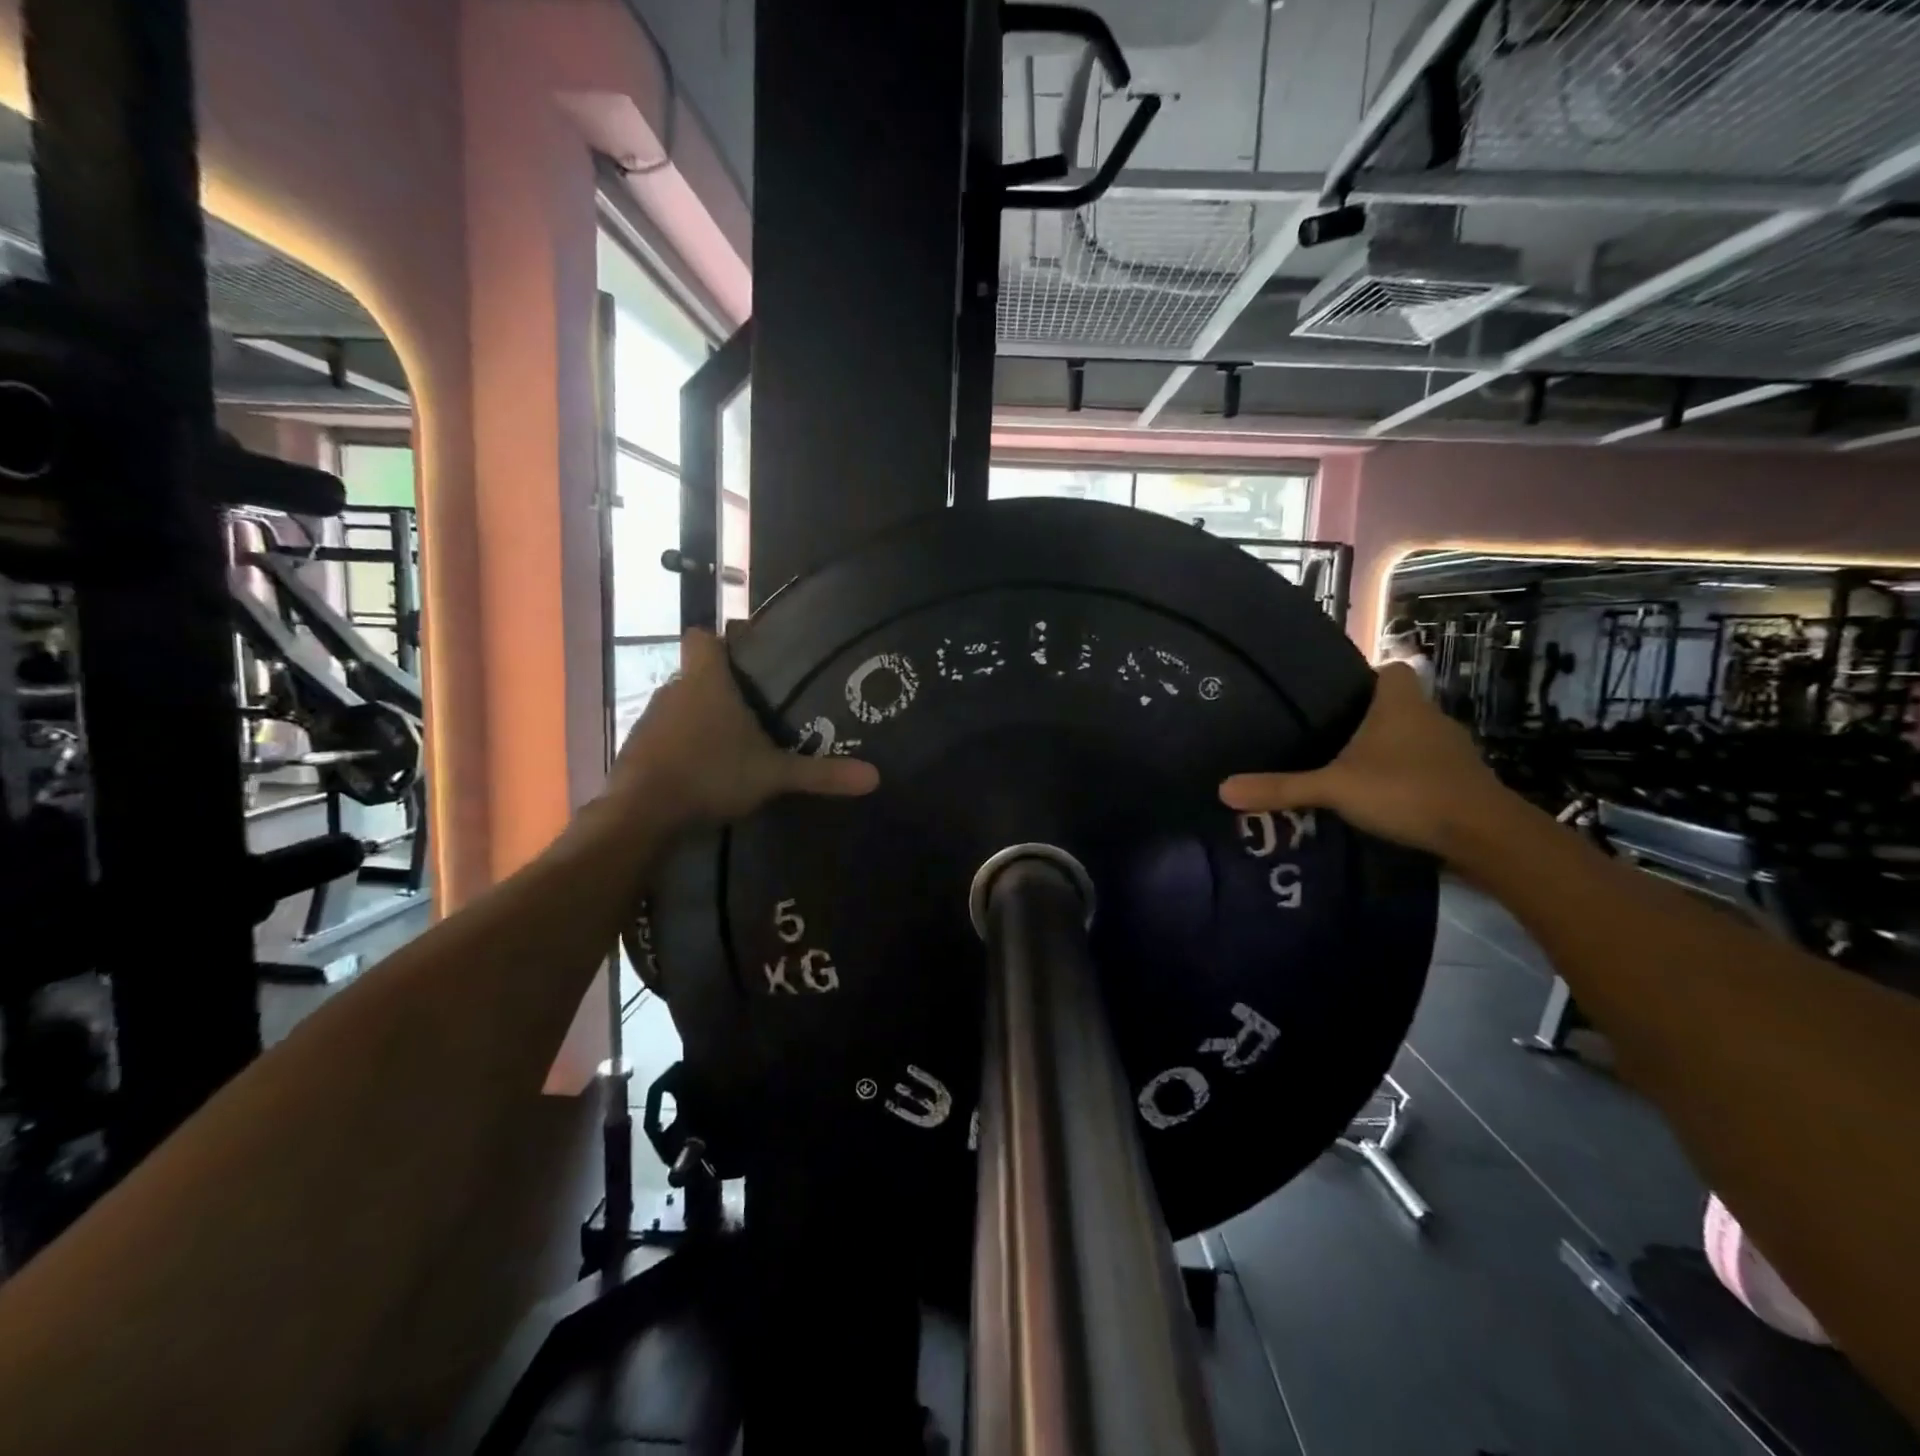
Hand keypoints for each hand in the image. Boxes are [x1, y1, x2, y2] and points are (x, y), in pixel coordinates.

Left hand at [608, 628, 878, 826]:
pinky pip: (665, 736)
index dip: (721, 640)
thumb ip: (820, 774)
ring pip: (680, 706)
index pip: (703, 637)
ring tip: (732, 743)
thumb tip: (875, 777)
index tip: (746, 654)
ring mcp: (650, 720)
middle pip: (696, 674)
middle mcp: (674, 691)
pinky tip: (703, 770)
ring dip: (700, 718)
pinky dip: (682, 746)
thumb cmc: (710, 774)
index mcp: (706, 682)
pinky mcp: (637, 749)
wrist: (641, 813)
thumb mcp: (773, 775)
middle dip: (722, 687)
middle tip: (756, 708)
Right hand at [1219, 662, 1507, 860]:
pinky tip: (1386, 798)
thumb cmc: (1405, 790)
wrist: (1482, 833)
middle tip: (1332, 737)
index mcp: (1400, 704)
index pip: (1391, 670)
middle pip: (1400, 705)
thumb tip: (1222, 789)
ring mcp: (1452, 751)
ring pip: (1415, 738)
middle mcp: (1430, 717)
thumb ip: (1282, 788)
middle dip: (1372, 718)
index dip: (1369, 677)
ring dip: (1392, 750)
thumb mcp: (1334, 788)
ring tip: (1353, 770)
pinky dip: (1410, 777)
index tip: (1340, 696)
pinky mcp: (1463, 781)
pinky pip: (1429, 768)